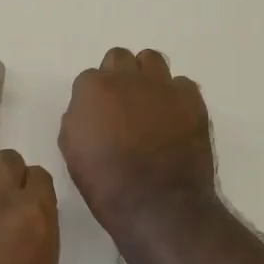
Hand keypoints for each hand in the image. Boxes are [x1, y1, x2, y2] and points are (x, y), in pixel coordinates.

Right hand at [60, 48, 219, 241]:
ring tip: (150, 103)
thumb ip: (77, 119)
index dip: (94, 98)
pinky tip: (174, 119)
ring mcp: (162, 86)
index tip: (99, 116)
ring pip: (152, 60)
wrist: (157, 204)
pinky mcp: (191, 99)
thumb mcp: (72, 152)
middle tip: (123, 104)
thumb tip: (89, 111)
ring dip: (147, 77)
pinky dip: (176, 97)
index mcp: (93, 88)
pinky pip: (182, 84)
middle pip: (119, 58)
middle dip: (119, 76)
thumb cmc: (106, 184)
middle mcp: (127, 78)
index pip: (89, 78)